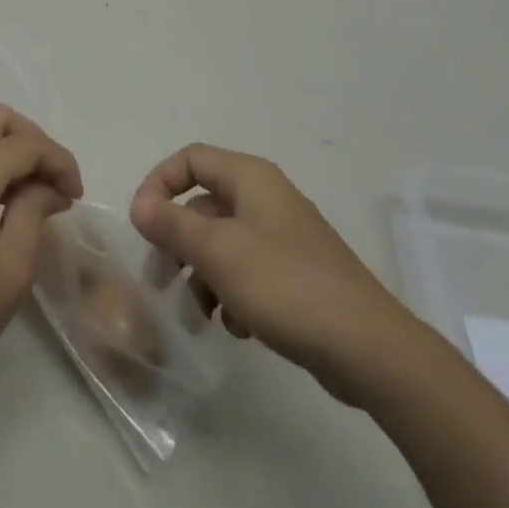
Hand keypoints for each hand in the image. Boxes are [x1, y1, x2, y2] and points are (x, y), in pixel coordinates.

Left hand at [0, 105, 82, 400]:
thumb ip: (34, 212)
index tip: (76, 195)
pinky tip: (2, 199)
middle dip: (34, 142)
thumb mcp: (10, 270)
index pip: (22, 144)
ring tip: (34, 194)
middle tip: (56, 183)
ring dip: (9, 150)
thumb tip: (50, 186)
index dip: (58, 161)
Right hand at [129, 143, 423, 403]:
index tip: (142, 224)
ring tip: (196, 317)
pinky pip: (248, 271)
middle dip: (176, 241)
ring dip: (200, 276)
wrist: (369, 348)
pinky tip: (237, 327)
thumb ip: (173, 225)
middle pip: (203, 204)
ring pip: (222, 243)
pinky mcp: (296, 273)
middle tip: (159, 281)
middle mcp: (266, 198)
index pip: (190, 159)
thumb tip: (139, 204)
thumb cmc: (286, 286)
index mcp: (250, 178)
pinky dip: (232, 294)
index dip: (159, 183)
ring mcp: (283, 236)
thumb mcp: (218, 253)